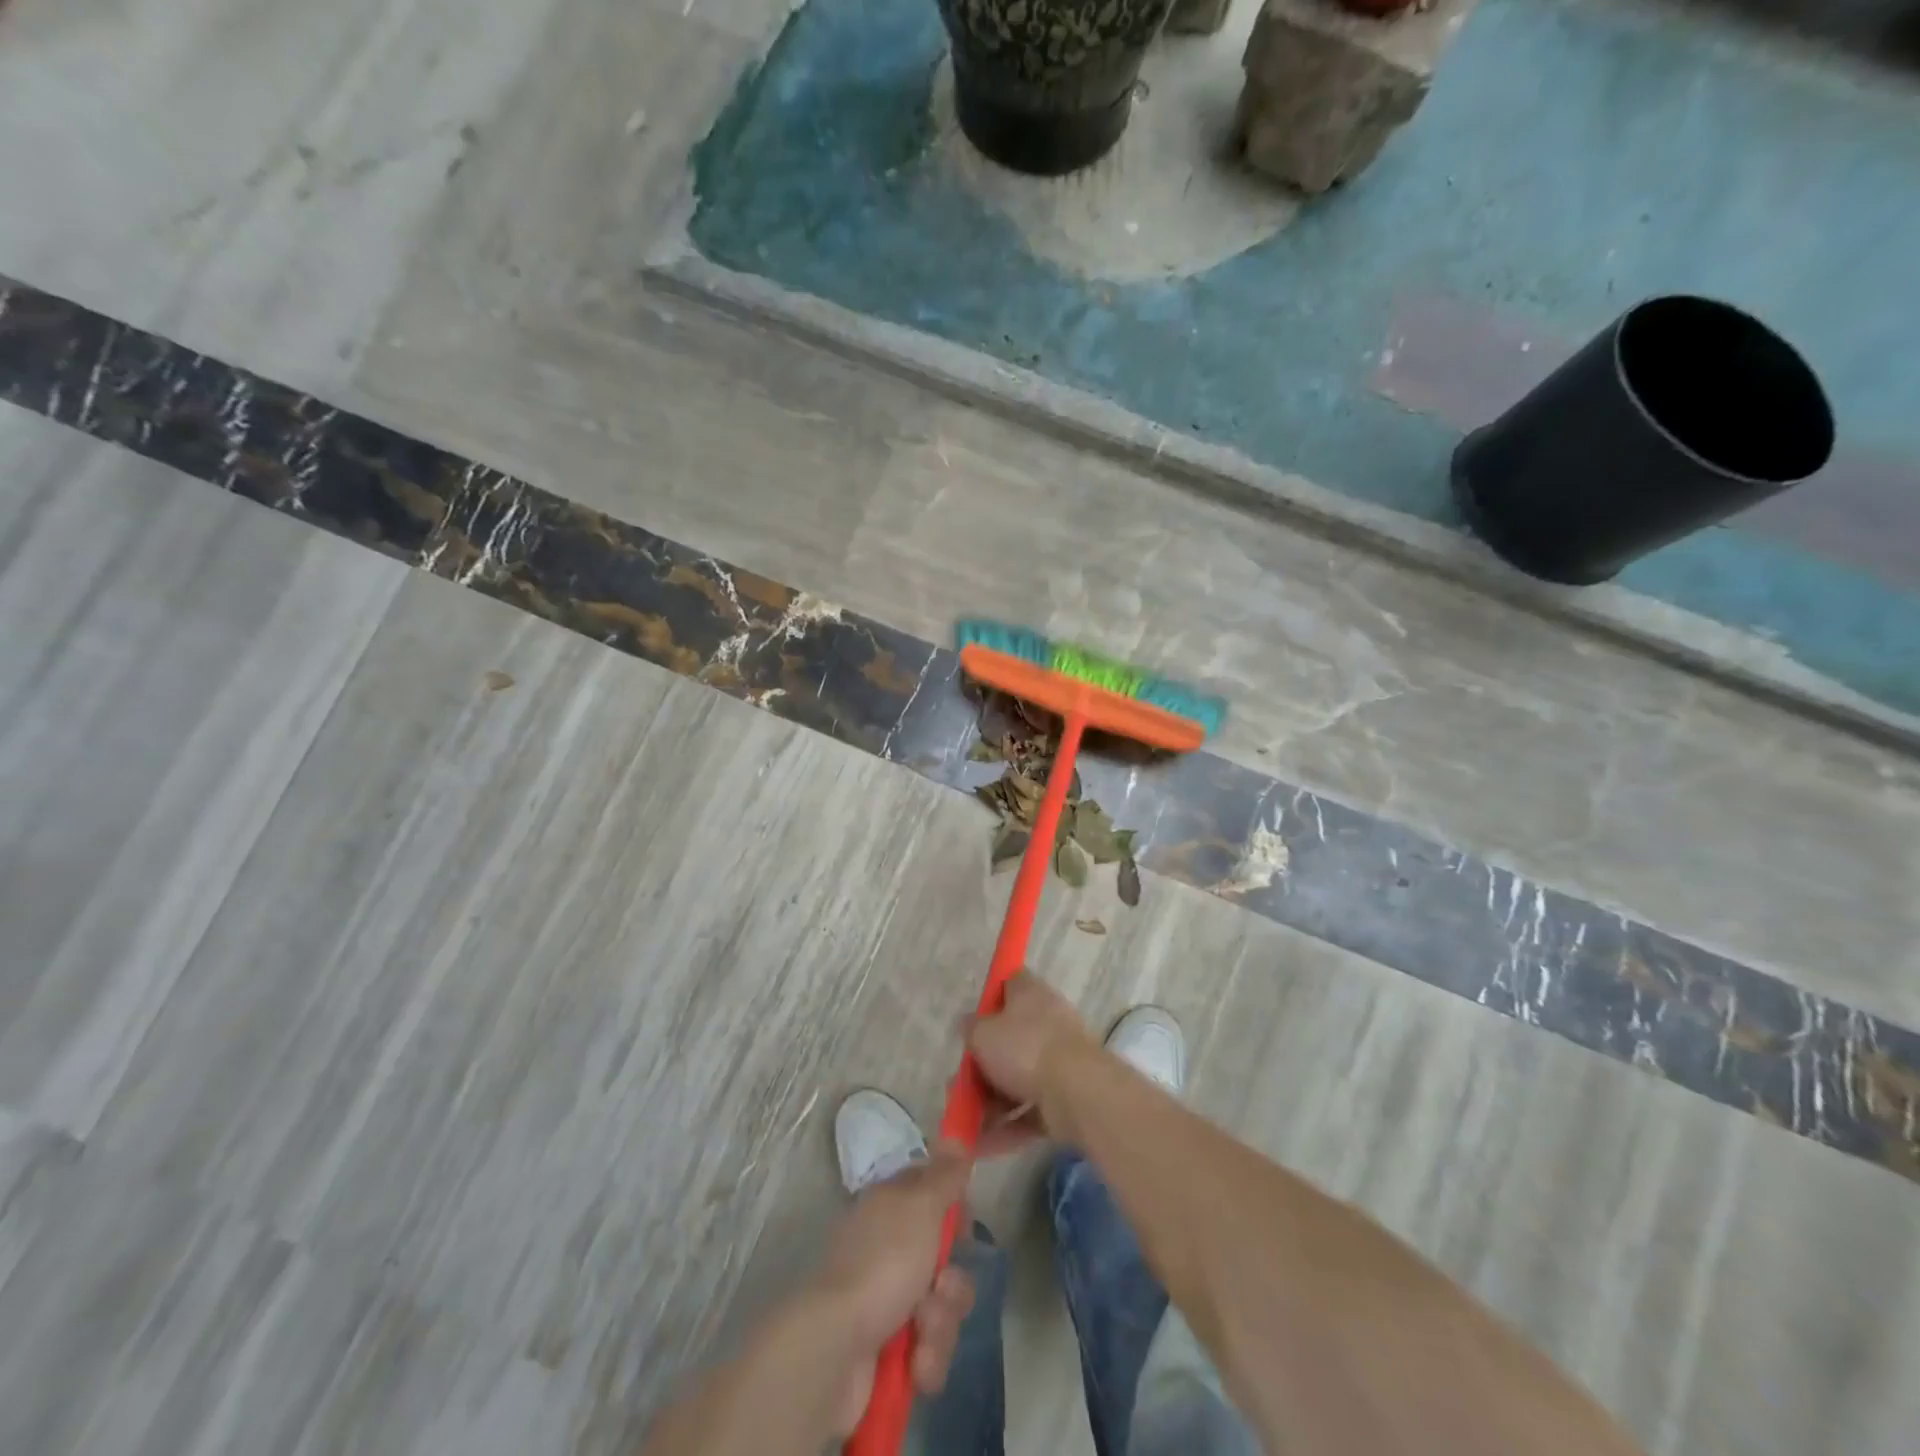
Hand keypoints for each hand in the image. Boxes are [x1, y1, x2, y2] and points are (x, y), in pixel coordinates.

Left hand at [811, 1142, 976, 1434]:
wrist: (836, 1349)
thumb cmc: (882, 1264)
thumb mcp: (920, 1206)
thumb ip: (944, 1175)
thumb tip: (955, 1135)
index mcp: (891, 1208)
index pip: (934, 1197)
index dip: (956, 1213)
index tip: (965, 1227)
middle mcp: (889, 1249)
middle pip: (945, 1260)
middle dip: (953, 1283)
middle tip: (941, 1287)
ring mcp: (888, 1301)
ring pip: (942, 1308)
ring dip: (941, 1324)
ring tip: (921, 1334)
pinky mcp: (889, 1351)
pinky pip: (928, 1351)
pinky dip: (927, 1359)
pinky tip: (914, 1365)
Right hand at [968, 973, 1097, 1147]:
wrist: (1078, 1092)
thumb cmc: (1025, 1049)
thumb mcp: (983, 1034)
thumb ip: (971, 1029)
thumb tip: (969, 1024)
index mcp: (1030, 994)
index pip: (1009, 983)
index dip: (990, 997)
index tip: (973, 1020)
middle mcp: (1048, 1021)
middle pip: (1010, 1038)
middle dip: (983, 1066)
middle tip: (960, 1084)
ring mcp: (1060, 1061)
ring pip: (1019, 1078)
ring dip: (991, 1103)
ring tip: (964, 1125)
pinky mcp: (1067, 1097)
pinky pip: (1030, 1110)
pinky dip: (1008, 1127)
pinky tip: (981, 1147)